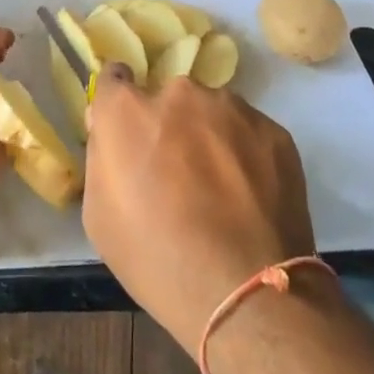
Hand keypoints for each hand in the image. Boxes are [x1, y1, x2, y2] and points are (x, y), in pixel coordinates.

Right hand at [82, 64, 316, 349]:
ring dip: (209, 137)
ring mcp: (231, 108)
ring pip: (212, 113)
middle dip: (169, 126)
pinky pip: (248, 133)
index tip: (128, 130)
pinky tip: (250, 199)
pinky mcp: (273, 130)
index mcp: (129, 109)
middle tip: (179, 174)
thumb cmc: (157, 260)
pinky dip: (246, 155)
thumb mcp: (100, 215)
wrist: (247, 294)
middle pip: (168, 99)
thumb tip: (109, 127)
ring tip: (221, 191)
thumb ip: (101, 156)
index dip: (119, 103)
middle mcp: (179, 93)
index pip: (115, 79)